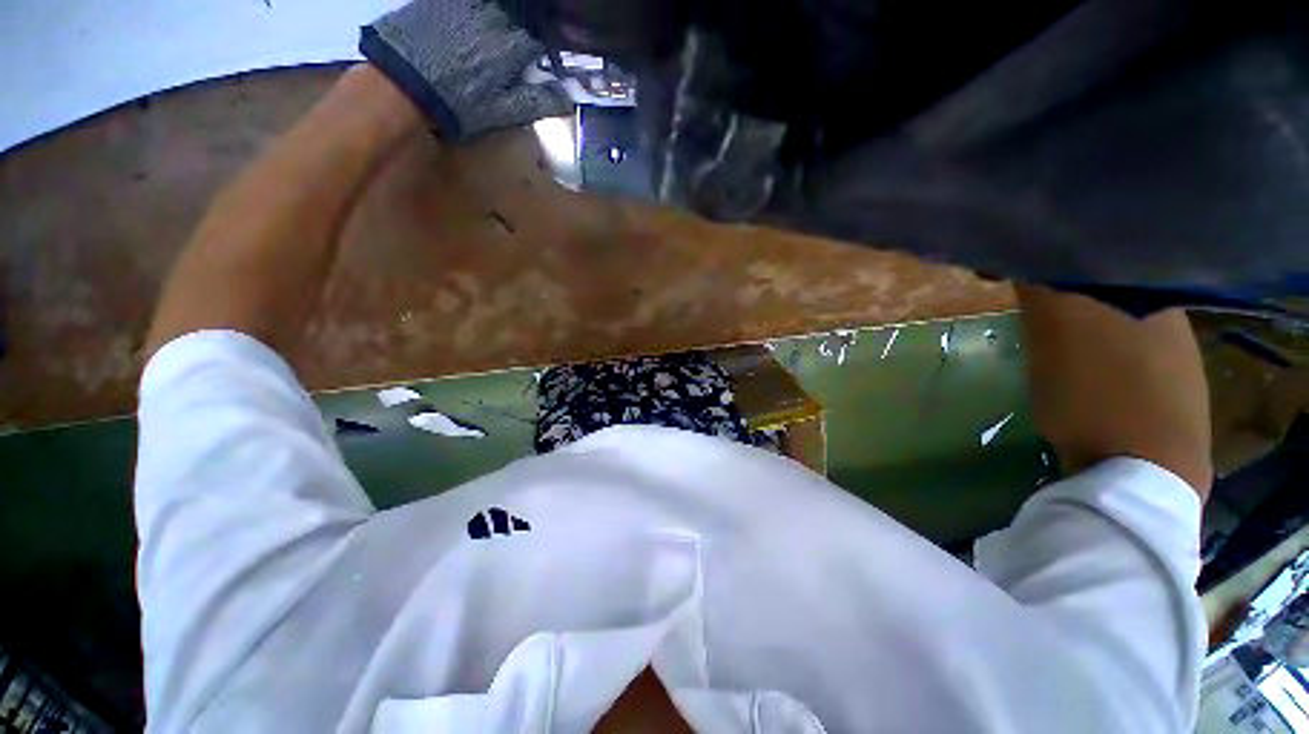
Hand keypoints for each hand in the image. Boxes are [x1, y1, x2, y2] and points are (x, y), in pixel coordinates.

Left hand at [361, 0, 572, 140]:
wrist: (401, 83)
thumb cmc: (459, 103)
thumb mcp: (504, 111)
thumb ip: (538, 100)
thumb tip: (569, 98)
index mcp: (514, 42)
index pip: (543, 32)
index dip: (547, 40)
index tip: (548, 50)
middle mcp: (495, 14)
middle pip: (522, 13)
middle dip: (528, 23)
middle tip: (526, 39)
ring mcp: (468, 2)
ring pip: (500, 7)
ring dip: (508, 17)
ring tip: (503, 35)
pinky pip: (474, 3)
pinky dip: (484, 11)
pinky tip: (479, 25)